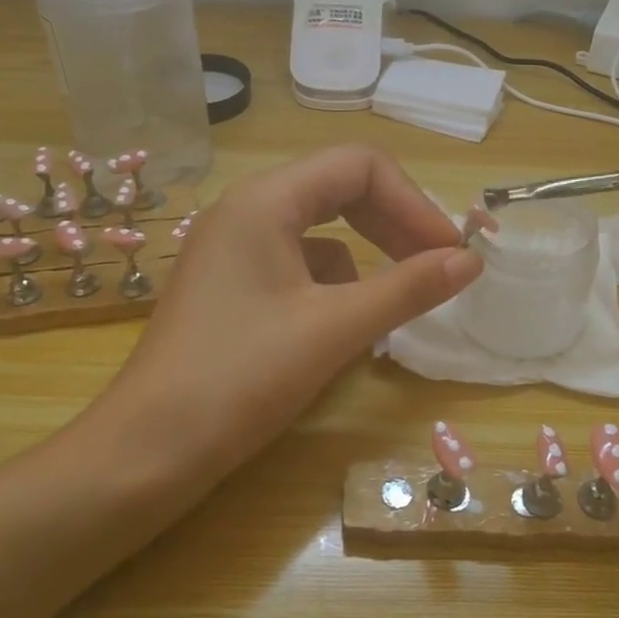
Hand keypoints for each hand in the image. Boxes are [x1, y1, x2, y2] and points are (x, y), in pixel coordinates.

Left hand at [110, 145, 482, 471]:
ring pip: (320, 226)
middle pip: (340, 188)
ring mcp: (233, 246)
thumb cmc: (241, 379)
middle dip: (394, 222)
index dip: (414, 202)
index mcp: (266, 200)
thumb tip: (470, 259)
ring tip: (396, 297)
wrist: (147, 451)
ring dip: (367, 252)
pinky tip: (345, 322)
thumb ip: (408, 288)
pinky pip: (297, 261)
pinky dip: (333, 281)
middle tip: (436, 265)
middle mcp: (246, 208)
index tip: (450, 251)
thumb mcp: (335, 329)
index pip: (360, 166)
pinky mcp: (229, 283)